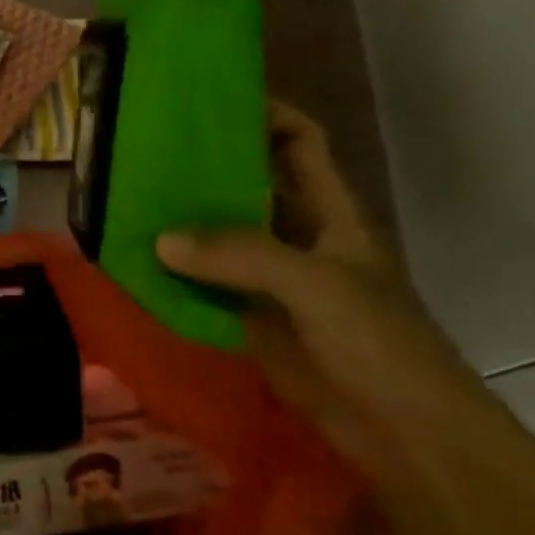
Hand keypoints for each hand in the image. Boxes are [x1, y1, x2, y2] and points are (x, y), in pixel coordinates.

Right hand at [155, 103, 487, 482]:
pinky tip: (136, 263)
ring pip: (221, 236)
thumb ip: (242, 255)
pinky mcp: (252, 317)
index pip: (301, 143)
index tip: (210, 101)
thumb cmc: (380, 345)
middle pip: (250, 186)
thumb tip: (160, 238)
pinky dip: (174, 273)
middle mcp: (301, 237)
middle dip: (205, 167)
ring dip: (182, 223)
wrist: (405, 434)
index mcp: (332, 214)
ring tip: (128, 201)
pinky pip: (205, 283)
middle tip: (146, 151)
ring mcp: (274, 279)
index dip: (266, 114)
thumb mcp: (317, 287)